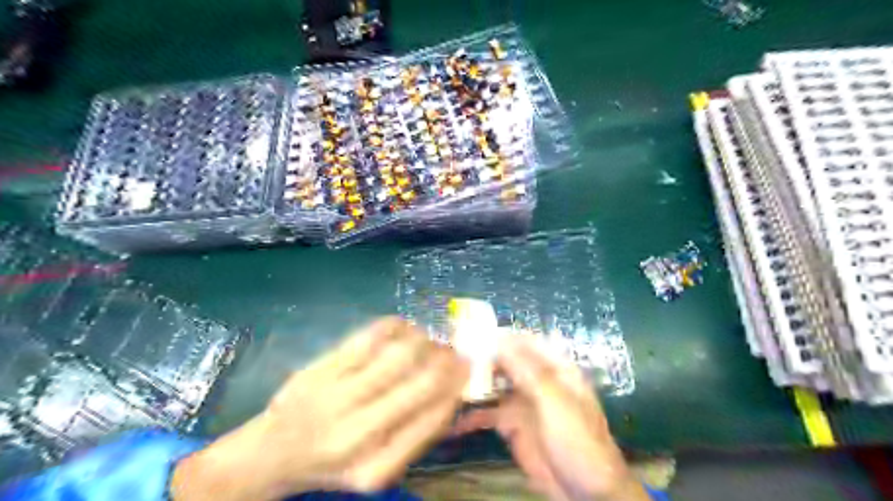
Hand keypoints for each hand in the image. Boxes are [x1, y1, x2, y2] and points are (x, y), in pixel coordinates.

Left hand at [171, 318, 468, 500]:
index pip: (431, 419)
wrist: (271, 452)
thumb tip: (451, 396)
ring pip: (397, 354)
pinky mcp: (321, 368)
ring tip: (432, 338)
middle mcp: (357, 432)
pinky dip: (395, 327)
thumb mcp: (375, 468)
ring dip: (424, 340)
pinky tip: (405, 327)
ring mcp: (335, 396)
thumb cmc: (331, 463)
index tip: (469, 370)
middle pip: (419, 382)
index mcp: (375, 467)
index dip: (455, 388)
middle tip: (456, 349)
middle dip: (446, 361)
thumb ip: (414, 437)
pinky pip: (368, 337)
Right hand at [454, 334, 650, 500]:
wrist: (584, 491)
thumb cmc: (576, 439)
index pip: (526, 342)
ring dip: (473, 382)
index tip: (472, 332)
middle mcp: (537, 379)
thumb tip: (500, 339)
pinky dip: (471, 416)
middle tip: (452, 355)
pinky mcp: (512, 424)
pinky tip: (451, 419)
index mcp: (555, 368)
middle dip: (482, 357)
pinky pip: (488, 414)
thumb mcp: (554, 400)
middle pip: (506, 360)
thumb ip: (527, 370)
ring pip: (494, 384)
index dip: (502, 336)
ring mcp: (523, 402)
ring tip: (445, 380)